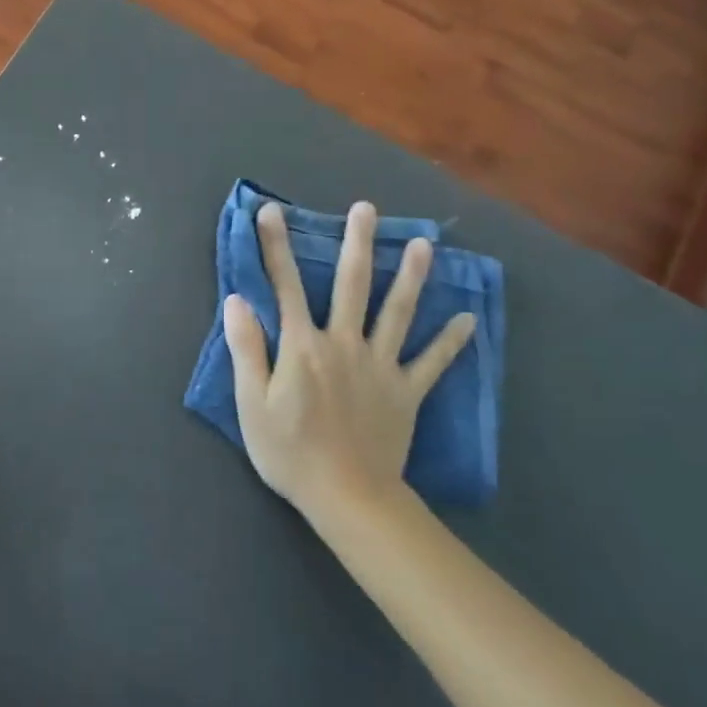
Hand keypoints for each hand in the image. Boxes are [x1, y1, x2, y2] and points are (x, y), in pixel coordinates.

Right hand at [223, 201, 474, 521]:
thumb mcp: (252, 404)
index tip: (271, 211)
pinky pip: (432, 362)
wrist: (348, 498)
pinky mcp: (407, 392)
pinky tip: (469, 318)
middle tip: (366, 209)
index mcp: (303, 346)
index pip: (285, 286)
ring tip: (424, 244)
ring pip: (398, 312)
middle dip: (357, 243)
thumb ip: (246, 349)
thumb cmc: (290, 452)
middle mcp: (344, 344)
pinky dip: (451, 341)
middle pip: (351, 285)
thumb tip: (237, 300)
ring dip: (410, 276)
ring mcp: (381, 366)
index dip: (275, 246)